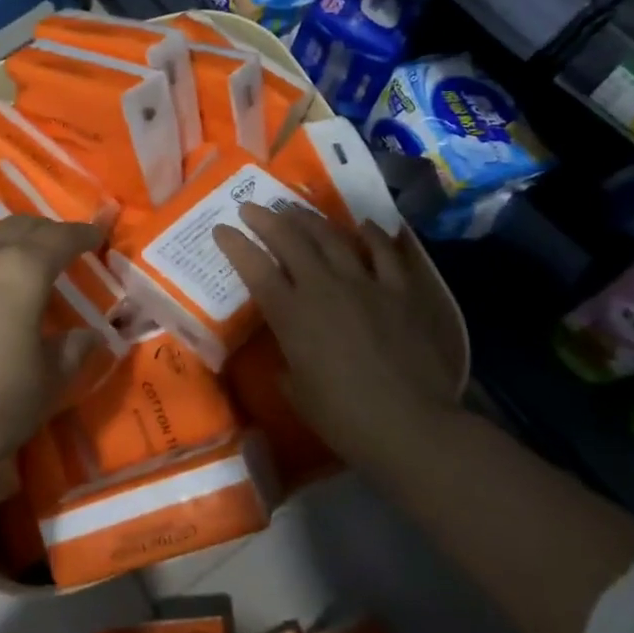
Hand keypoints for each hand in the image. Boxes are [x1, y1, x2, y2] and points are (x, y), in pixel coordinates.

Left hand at [0, 216, 105, 494]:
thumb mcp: (46, 383)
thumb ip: (72, 351)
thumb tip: (90, 335)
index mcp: (21, 269)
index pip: (60, 238)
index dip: (82, 234)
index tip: (98, 235)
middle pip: (21, 227)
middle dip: (48, 232)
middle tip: (67, 246)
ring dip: (13, 239)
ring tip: (27, 258)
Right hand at [212, 205, 463, 481]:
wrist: (412, 426)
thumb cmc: (345, 419)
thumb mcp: (298, 394)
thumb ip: (287, 365)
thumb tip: (289, 357)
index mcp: (292, 315)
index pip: (255, 268)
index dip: (235, 245)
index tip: (221, 229)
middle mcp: (323, 287)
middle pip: (289, 240)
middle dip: (265, 219)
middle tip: (251, 206)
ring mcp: (364, 283)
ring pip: (331, 236)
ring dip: (308, 218)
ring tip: (294, 208)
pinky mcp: (400, 290)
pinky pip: (384, 251)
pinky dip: (371, 235)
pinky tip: (362, 226)